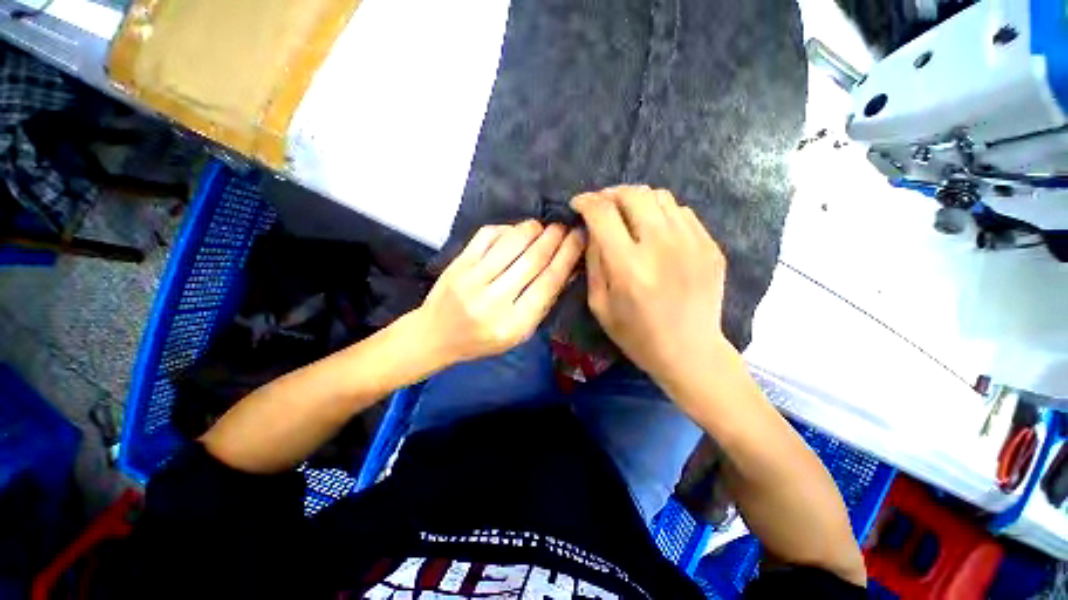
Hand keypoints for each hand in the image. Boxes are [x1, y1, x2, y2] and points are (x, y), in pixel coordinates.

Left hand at [417, 220, 584, 364]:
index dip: (568, 256)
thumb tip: (569, 269)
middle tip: (564, 227)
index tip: (580, 237)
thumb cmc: (483, 340)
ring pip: (511, 244)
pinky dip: (507, 229)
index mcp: (514, 324)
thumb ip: (544, 302)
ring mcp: (472, 280)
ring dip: (533, 229)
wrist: (436, 336)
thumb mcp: (520, 332)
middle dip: (554, 238)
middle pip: (533, 260)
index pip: (548, 283)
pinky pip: (487, 236)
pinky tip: (516, 232)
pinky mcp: (457, 264)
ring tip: (543, 227)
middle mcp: (494, 301)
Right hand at [572, 186, 730, 386]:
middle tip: (602, 207)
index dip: (586, 202)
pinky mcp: (710, 246)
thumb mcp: (599, 304)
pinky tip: (654, 231)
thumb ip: (593, 261)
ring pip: (660, 196)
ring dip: (636, 200)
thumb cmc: (636, 335)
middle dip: (610, 194)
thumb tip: (591, 229)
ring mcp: (692, 243)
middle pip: (633, 194)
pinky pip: (681, 212)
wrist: (690, 352)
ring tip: (627, 215)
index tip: (578, 204)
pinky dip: (661, 213)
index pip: (602, 213)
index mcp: (629, 267)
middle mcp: (662, 247)